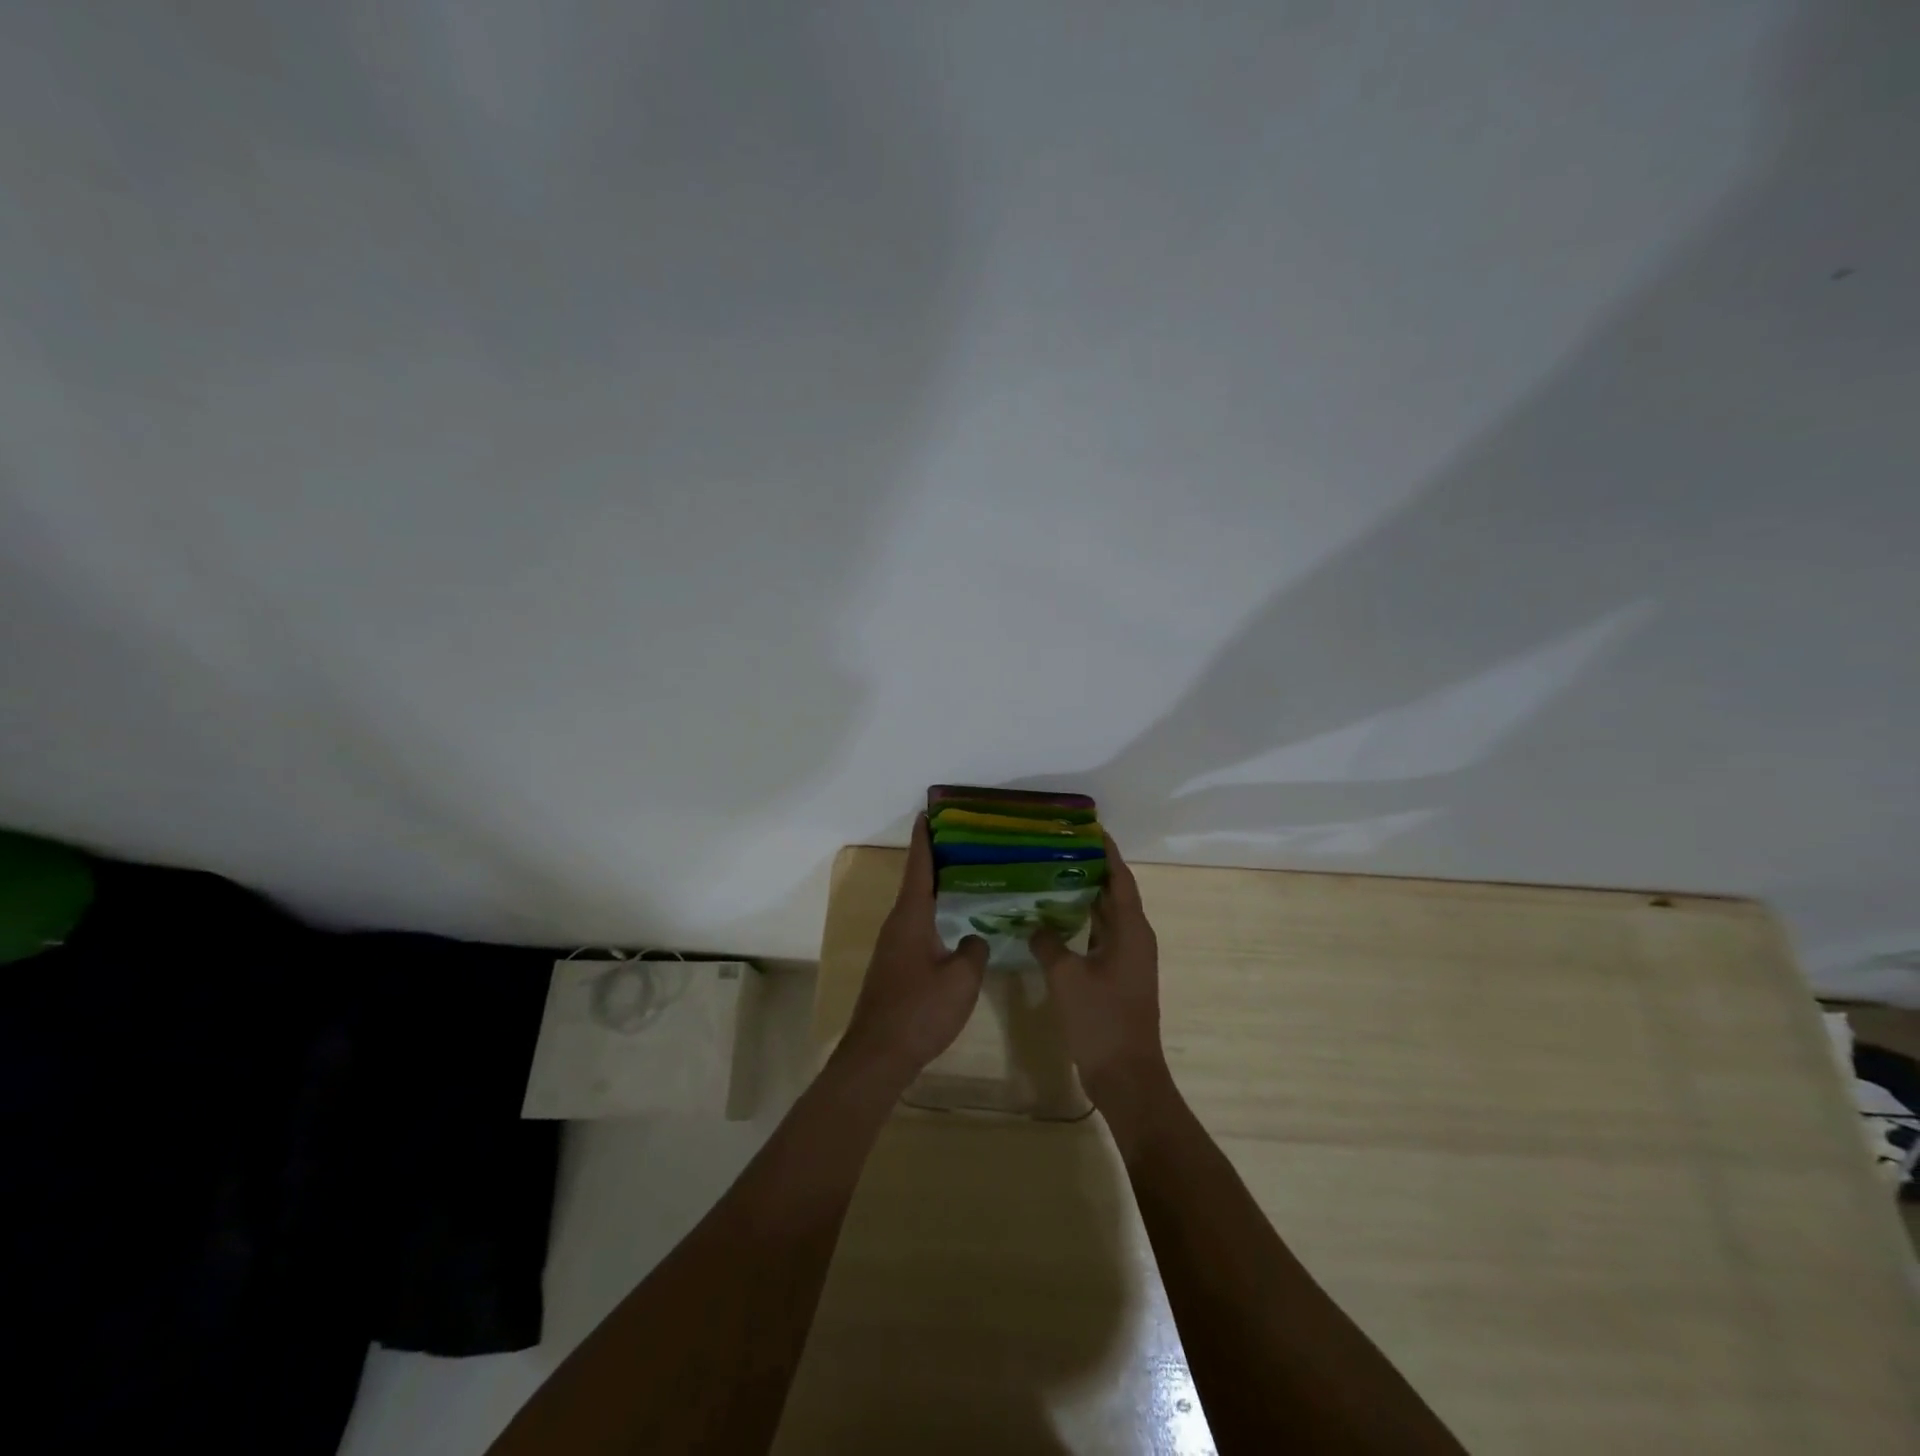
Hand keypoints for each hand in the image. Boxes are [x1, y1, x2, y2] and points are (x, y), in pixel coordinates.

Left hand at [837, 815, 988, 1090]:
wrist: (879, 1055)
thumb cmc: (920, 1010)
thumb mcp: (961, 979)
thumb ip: (974, 951)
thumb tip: (974, 940)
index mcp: (911, 917)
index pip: (919, 867)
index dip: (925, 839)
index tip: (928, 813)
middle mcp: (897, 924)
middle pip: (917, 882)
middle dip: (935, 860)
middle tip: (962, 842)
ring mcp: (892, 947)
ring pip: (916, 907)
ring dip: (935, 889)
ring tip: (964, 878)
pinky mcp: (894, 967)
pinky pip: (916, 928)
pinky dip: (934, 915)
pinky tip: (953, 925)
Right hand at [1029, 834, 1166, 1112]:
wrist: (1126, 1075)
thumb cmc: (1101, 1020)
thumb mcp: (1067, 977)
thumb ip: (1048, 943)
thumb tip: (1035, 925)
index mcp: (1131, 931)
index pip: (1121, 879)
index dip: (1108, 853)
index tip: (1089, 829)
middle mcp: (1135, 938)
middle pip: (1116, 893)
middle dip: (1092, 869)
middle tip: (1059, 849)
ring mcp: (1129, 959)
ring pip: (1107, 916)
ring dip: (1086, 896)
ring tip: (1053, 875)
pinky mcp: (1119, 976)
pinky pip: (1101, 936)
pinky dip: (1083, 923)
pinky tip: (1056, 920)